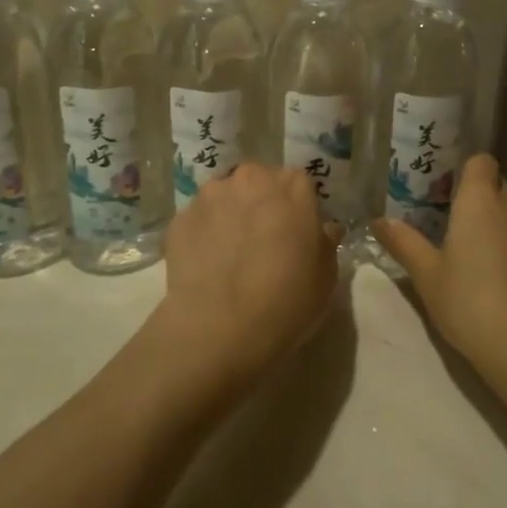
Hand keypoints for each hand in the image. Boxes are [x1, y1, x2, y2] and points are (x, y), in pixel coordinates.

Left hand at [157, 163, 342, 391]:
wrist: (220, 329)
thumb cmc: (287, 300)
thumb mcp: (326, 275)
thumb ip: (325, 241)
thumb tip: (323, 229)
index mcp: (292, 186)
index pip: (299, 184)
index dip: (297, 208)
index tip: (296, 233)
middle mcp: (250, 178)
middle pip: (258, 182)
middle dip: (261, 203)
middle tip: (263, 240)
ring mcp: (210, 196)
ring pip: (225, 197)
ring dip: (229, 214)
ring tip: (230, 253)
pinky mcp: (179, 219)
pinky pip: (198, 221)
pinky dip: (203, 235)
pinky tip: (207, 266)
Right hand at [371, 155, 506, 384]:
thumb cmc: (468, 301)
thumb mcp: (426, 274)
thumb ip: (403, 242)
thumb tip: (379, 220)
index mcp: (481, 201)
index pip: (481, 161)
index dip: (466, 171)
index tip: (446, 190)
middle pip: (499, 187)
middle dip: (479, 199)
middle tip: (451, 225)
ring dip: (499, 226)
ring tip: (475, 254)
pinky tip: (499, 278)